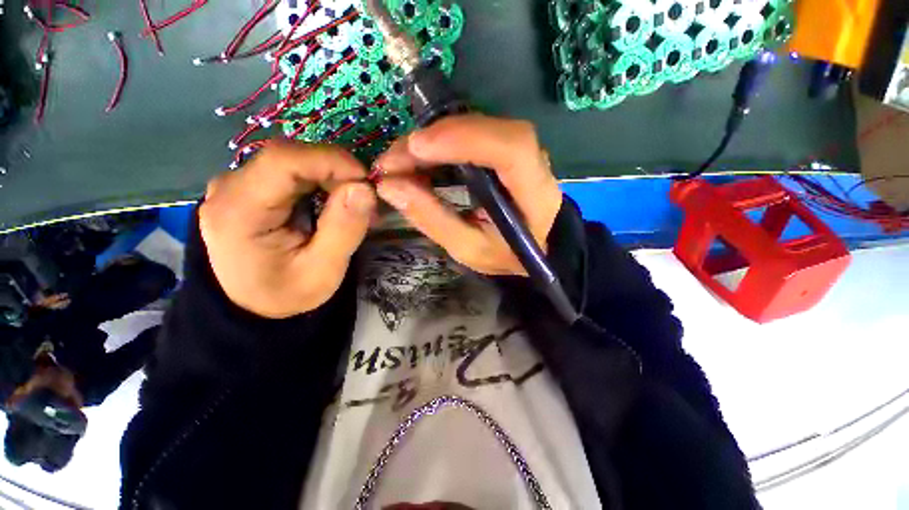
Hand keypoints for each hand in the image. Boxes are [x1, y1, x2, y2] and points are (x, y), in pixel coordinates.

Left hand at [199, 141, 375, 317]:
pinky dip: (322, 182)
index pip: (283, 160)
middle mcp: (229, 187)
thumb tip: (364, 188)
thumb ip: (344, 230)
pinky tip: (335, 204)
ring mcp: (237, 184)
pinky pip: (293, 171)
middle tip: (366, 202)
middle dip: (338, 173)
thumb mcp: (323, 272)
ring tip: (354, 207)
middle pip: (291, 157)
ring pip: (295, 160)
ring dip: (333, 178)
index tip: (366, 182)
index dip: (331, 161)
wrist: (254, 305)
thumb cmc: (287, 293)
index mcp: (239, 211)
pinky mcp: (250, 186)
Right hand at [373, 114, 561, 275]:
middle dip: (433, 140)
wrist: (531, 246)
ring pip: (473, 126)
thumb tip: (389, 186)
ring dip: (430, 140)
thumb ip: (434, 219)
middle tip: (390, 163)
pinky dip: (437, 143)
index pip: (511, 148)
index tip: (417, 149)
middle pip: (486, 129)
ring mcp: (519, 149)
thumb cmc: (503, 253)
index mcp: (534, 193)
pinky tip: (416, 160)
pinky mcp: (502, 147)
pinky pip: (468, 133)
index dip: (465, 139)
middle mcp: (533, 162)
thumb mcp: (467, 248)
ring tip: (397, 164)